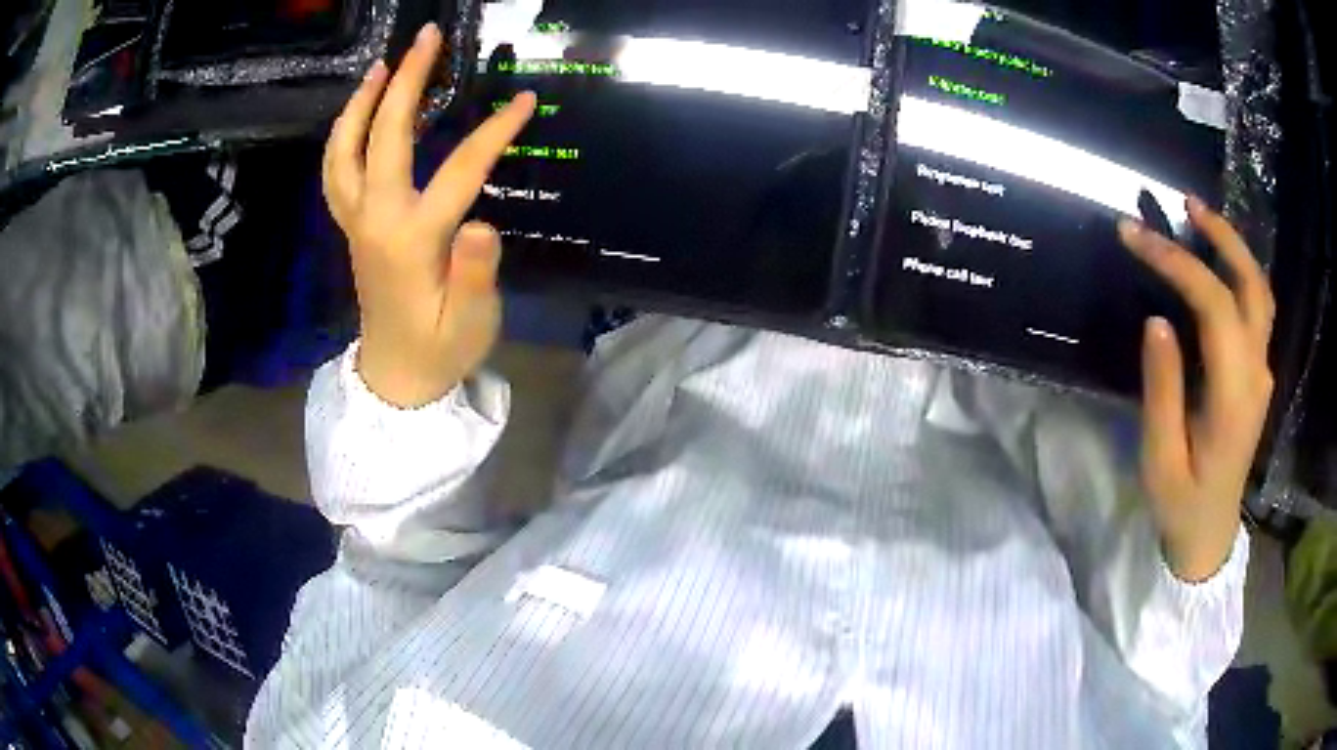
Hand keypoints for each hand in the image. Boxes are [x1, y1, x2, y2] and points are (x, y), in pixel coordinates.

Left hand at [324, 22, 535, 406]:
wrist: (396, 378)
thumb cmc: (440, 350)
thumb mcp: (470, 322)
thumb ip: (474, 274)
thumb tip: (482, 223)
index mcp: (412, 239)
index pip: (460, 170)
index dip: (495, 131)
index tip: (526, 100)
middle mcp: (376, 220)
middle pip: (384, 138)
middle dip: (406, 81)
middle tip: (426, 39)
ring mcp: (357, 223)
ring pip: (344, 152)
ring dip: (360, 103)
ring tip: (381, 66)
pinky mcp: (352, 228)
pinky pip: (336, 172)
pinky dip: (343, 136)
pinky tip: (359, 116)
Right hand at [1120, 197, 1274, 581]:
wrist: (1210, 535)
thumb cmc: (1181, 504)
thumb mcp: (1161, 459)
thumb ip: (1163, 390)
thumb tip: (1156, 321)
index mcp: (1234, 396)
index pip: (1213, 305)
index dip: (1176, 262)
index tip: (1133, 235)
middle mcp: (1256, 374)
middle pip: (1252, 286)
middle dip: (1221, 236)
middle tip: (1186, 203)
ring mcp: (1261, 374)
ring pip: (1259, 293)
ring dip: (1234, 249)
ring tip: (1201, 218)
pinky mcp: (1257, 377)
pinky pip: (1255, 310)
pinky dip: (1238, 273)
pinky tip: (1217, 263)